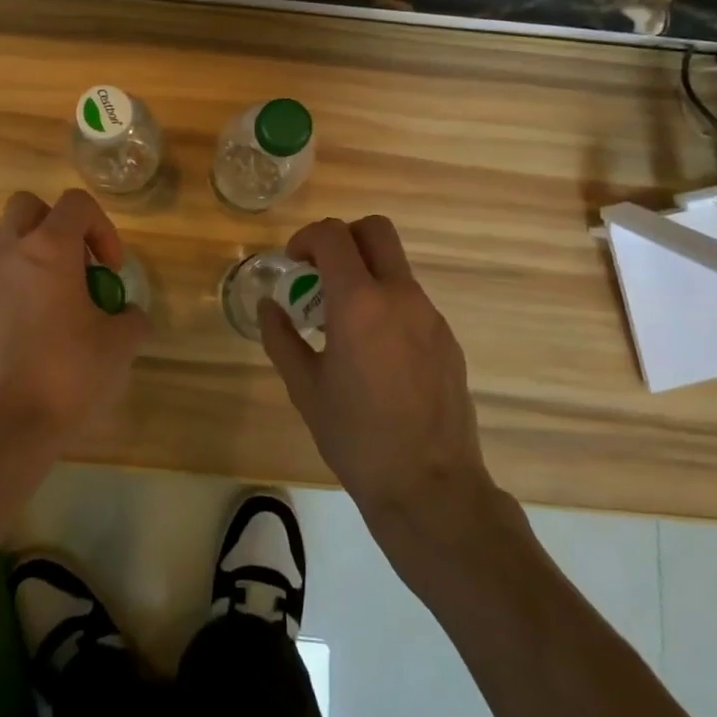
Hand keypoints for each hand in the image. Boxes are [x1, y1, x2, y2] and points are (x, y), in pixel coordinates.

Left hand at [0, 189, 149, 453]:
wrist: (4, 423)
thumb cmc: (67, 373)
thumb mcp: (120, 345)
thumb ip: (131, 318)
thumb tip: (126, 314)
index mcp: (50, 248)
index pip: (76, 203)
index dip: (103, 227)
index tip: (110, 269)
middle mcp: (12, 252)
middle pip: (28, 205)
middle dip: (58, 225)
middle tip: (80, 264)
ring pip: (5, 235)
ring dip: (33, 248)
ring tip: (57, 287)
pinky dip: (18, 278)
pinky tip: (39, 319)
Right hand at [260, 216, 493, 532]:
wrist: (430, 486)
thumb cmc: (356, 437)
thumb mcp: (305, 387)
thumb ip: (281, 338)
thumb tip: (269, 306)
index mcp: (359, 302)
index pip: (333, 235)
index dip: (307, 237)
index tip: (294, 263)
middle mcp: (400, 296)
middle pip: (375, 229)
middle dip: (343, 237)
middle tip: (321, 273)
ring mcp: (430, 315)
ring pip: (395, 266)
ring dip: (365, 274)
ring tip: (343, 323)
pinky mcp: (447, 339)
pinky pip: (412, 301)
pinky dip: (387, 305)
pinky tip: (376, 354)